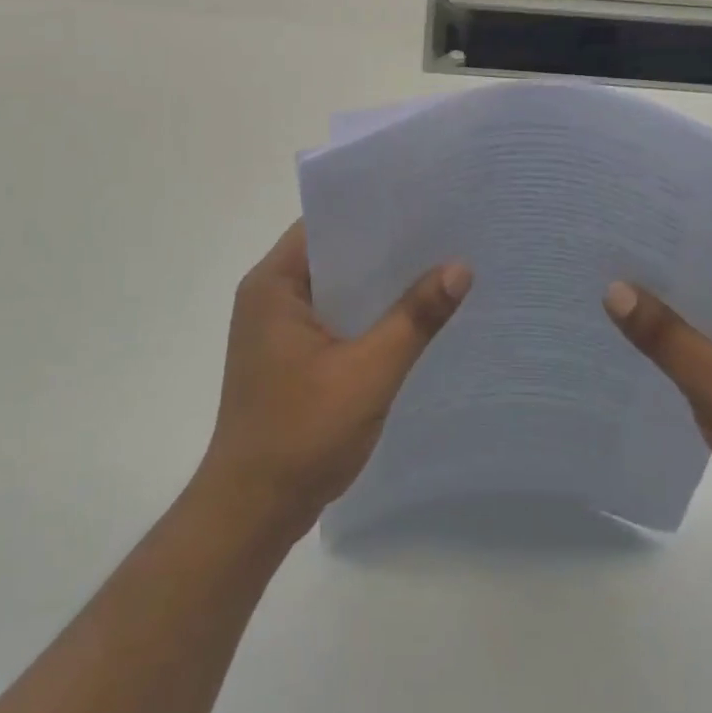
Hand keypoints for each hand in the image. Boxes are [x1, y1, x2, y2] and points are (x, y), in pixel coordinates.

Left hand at [197, 221, 470, 538]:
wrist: (252, 510)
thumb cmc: (301, 434)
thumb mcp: (367, 372)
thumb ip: (414, 318)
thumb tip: (460, 266)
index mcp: (273, 284)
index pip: (324, 225)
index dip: (371, 211)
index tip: (422, 202)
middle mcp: (269, 297)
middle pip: (332, 255)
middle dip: (383, 248)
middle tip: (443, 233)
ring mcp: (277, 330)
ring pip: (335, 290)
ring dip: (376, 285)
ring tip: (436, 267)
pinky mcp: (288, 358)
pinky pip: (333, 321)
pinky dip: (366, 316)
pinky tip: (409, 319)